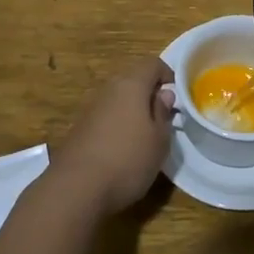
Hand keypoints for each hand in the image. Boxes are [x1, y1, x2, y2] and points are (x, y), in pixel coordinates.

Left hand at [48, 56, 175, 217]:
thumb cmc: (127, 160)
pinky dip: (118, 126)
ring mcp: (91, 109)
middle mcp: (109, 89)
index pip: (153, 64)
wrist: (75, 189)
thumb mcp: (159, 140)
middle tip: (164, 119)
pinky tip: (122, 151)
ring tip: (145, 138)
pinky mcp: (80, 129)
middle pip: (134, 80)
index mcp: (131, 84)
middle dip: (150, 94)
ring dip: (133, 112)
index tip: (178, 96)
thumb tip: (164, 94)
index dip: (168, 75)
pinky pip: (106, 118)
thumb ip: (163, 113)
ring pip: (119, 100)